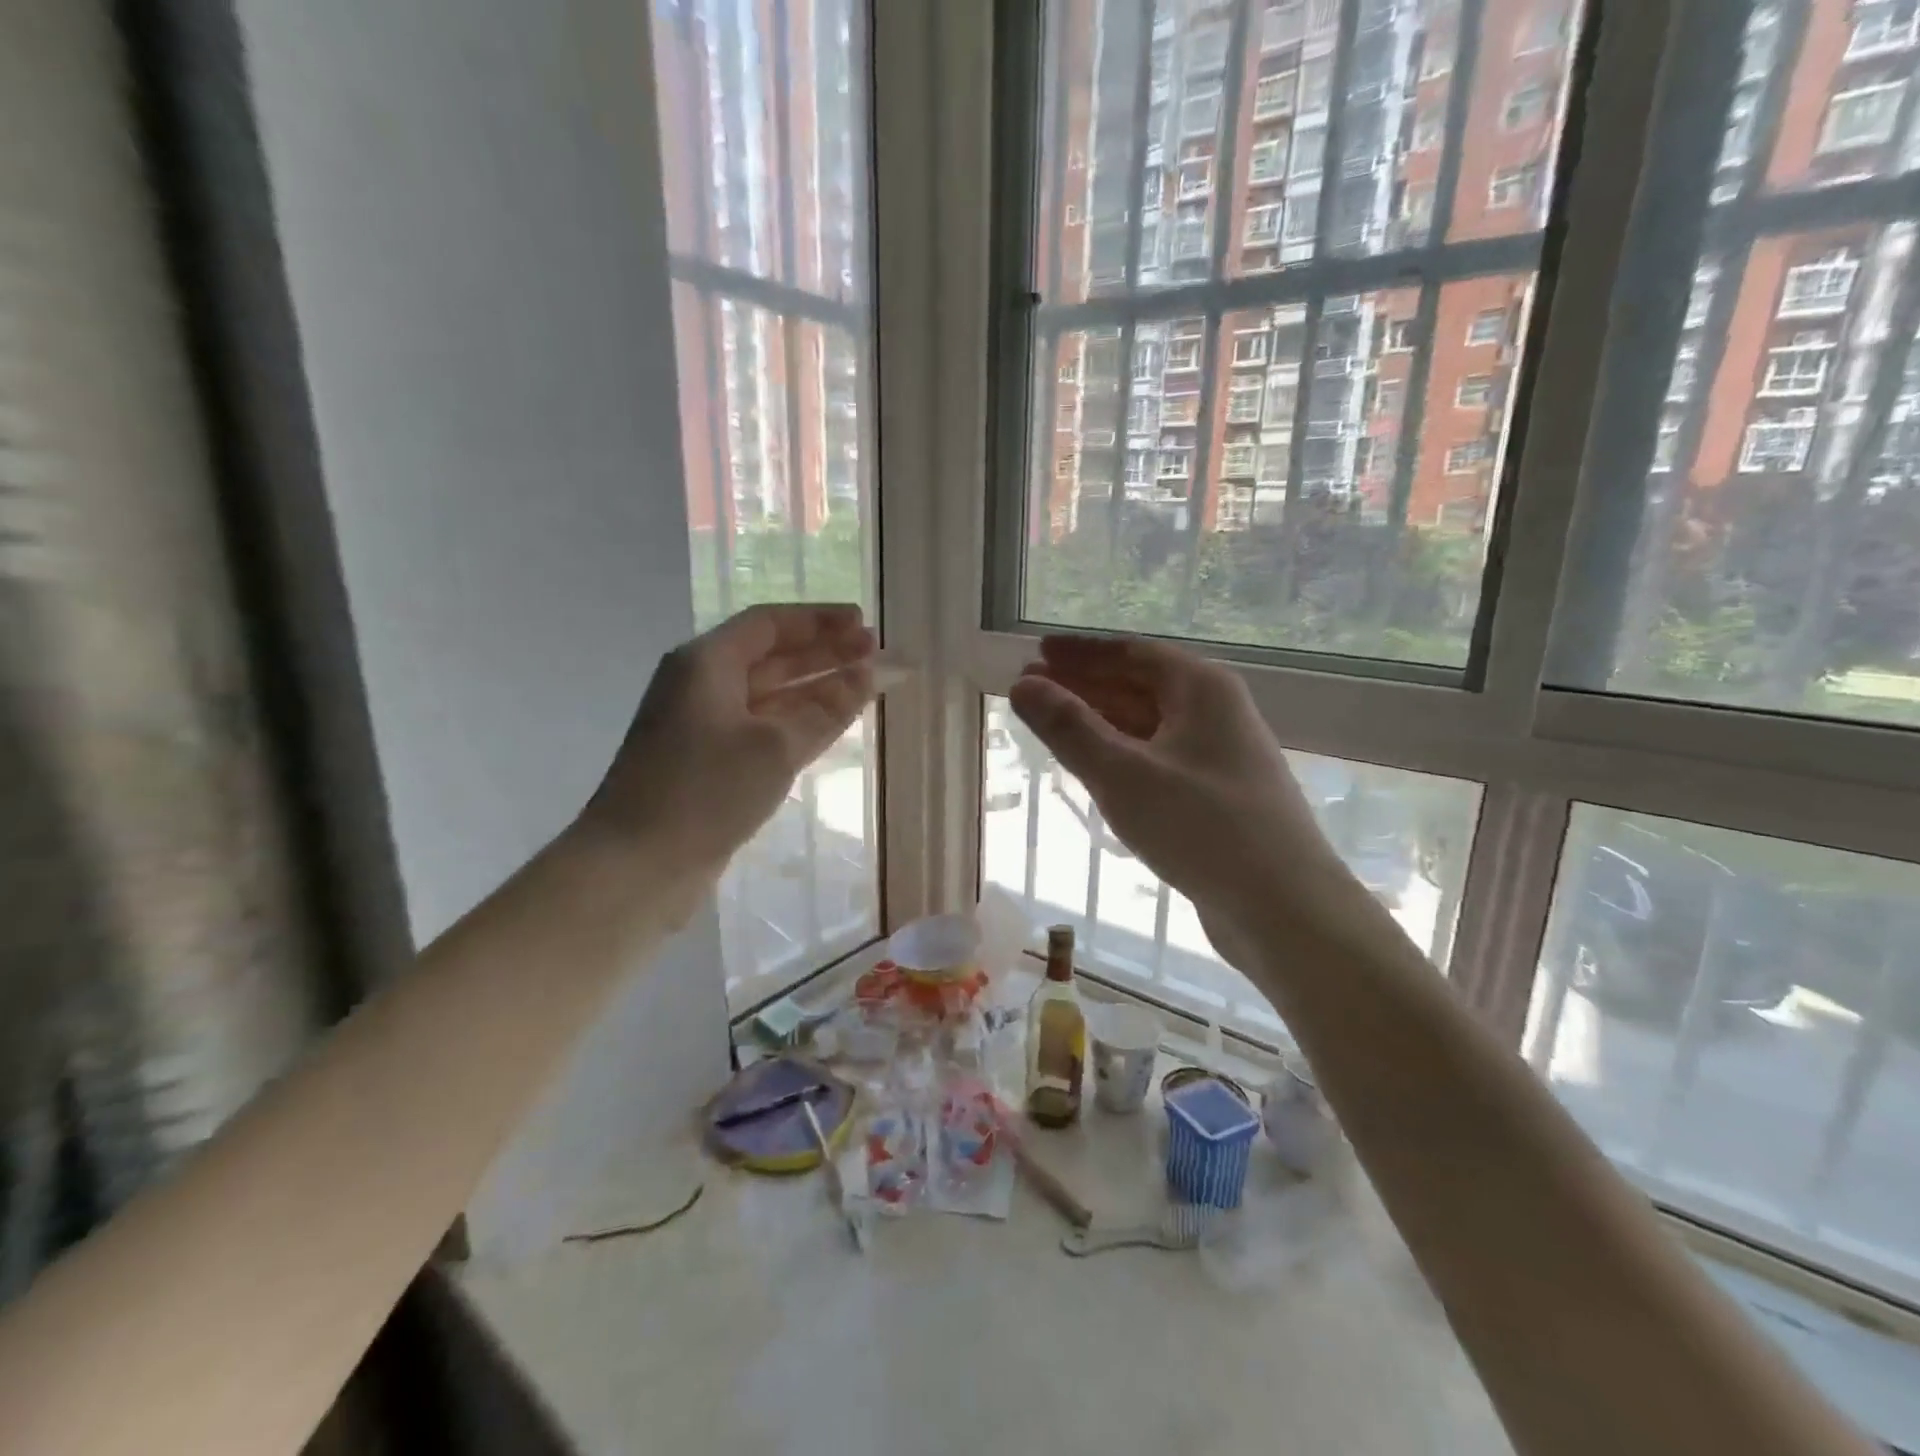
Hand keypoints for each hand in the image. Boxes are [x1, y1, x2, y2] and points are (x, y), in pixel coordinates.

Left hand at [583, 603, 875, 870]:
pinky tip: (832, 722)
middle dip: (824, 652)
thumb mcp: (776, 746)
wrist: (637, 866)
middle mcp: (703, 686)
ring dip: (817, 687)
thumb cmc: (705, 791)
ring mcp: (706, 727)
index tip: (864, 624)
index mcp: (706, 663)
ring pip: (772, 695)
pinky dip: (799, 721)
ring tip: (867, 682)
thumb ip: (827, 708)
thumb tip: (868, 674)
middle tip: (875, 651)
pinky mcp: (712, 763)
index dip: (819, 620)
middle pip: (772, 657)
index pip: (769, 625)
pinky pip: (765, 727)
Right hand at [1009, 635, 1380, 963]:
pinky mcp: (1217, 796)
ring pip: (1148, 726)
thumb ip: (1069, 728)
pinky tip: (1096, 770)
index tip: (1038, 652)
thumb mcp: (1122, 774)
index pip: (1130, 653)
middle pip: (1139, 685)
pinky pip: (1158, 759)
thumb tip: (1023, 685)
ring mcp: (1219, 756)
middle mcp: (1215, 712)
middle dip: (1084, 686)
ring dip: (1100, 722)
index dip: (1080, 652)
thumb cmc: (1201, 827)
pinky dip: (1122, 755)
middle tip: (1031, 690)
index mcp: (1201, 689)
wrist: (1285, 908)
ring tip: (1053, 727)